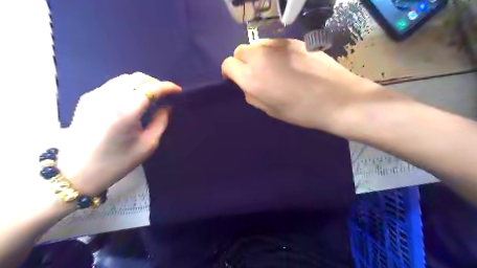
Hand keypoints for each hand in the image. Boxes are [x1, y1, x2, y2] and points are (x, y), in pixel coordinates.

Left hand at [57, 73, 180, 194]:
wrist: (77, 172)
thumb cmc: (117, 162)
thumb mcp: (147, 145)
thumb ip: (160, 122)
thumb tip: (167, 106)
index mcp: (125, 112)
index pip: (151, 89)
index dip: (167, 87)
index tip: (179, 91)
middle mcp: (108, 98)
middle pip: (137, 78)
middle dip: (156, 83)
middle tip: (166, 95)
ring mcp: (95, 96)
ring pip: (125, 78)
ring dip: (142, 84)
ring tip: (152, 96)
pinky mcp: (87, 98)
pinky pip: (113, 85)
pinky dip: (128, 87)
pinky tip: (133, 100)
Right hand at [222, 37, 381, 133]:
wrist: (336, 99)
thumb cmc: (300, 111)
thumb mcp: (270, 110)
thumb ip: (252, 95)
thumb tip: (247, 85)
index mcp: (251, 78)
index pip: (228, 64)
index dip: (230, 72)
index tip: (236, 79)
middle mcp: (260, 57)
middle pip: (240, 51)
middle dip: (242, 62)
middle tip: (254, 74)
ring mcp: (278, 46)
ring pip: (257, 45)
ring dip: (258, 56)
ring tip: (272, 68)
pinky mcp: (294, 41)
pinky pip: (275, 44)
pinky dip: (274, 52)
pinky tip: (287, 63)